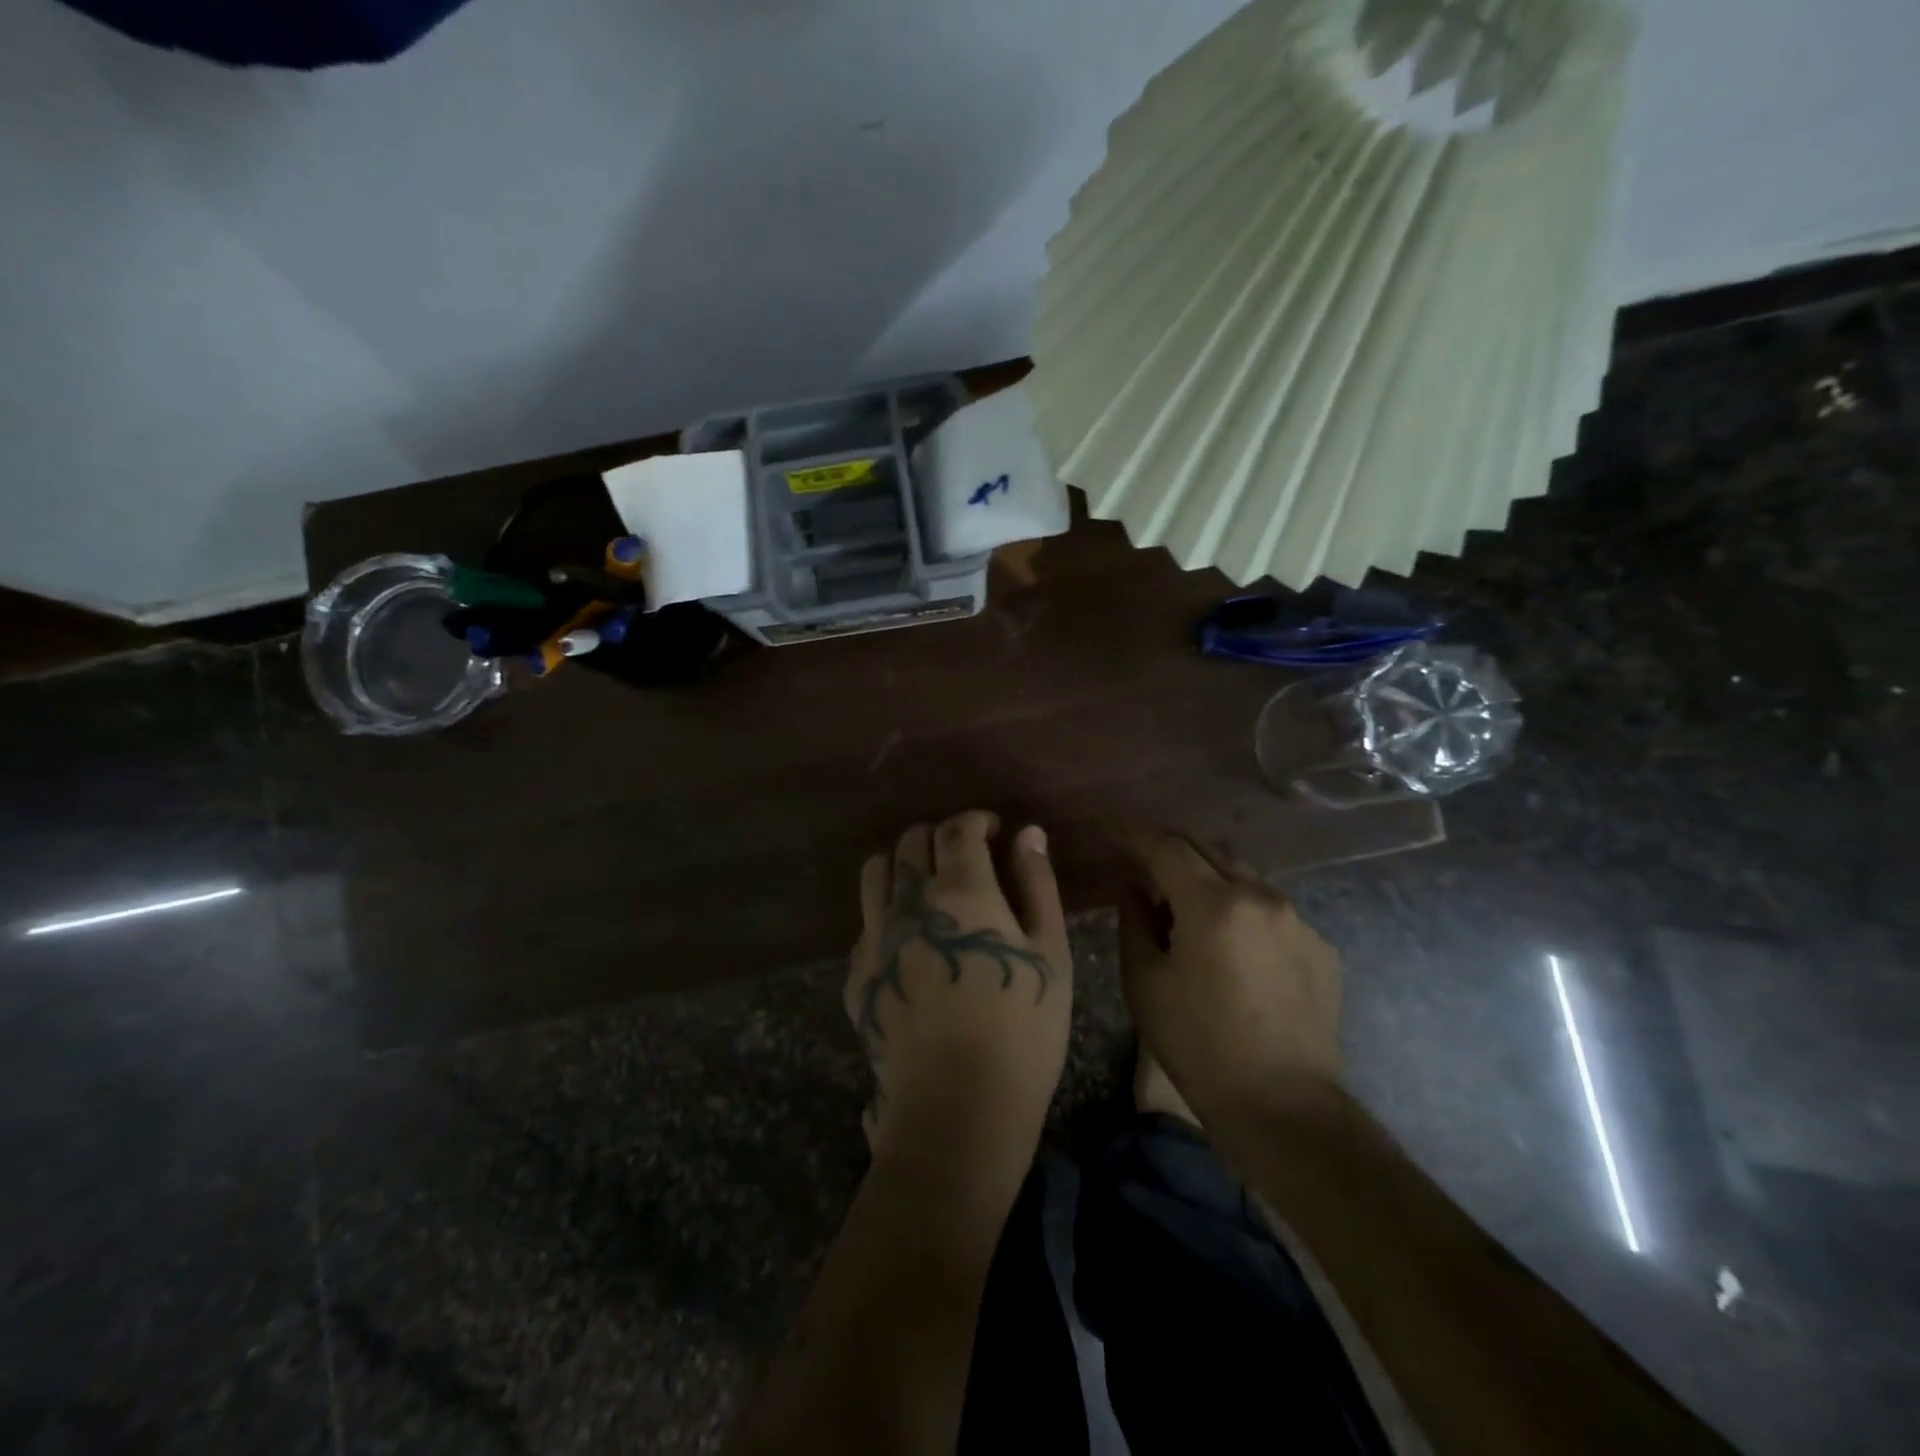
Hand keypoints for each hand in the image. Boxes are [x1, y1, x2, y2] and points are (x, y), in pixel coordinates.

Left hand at [846, 812, 1071, 1202]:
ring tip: (925, 885)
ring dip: (901, 863)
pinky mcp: (857, 973)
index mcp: (960, 890)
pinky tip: (906, 939)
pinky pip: (864, 921)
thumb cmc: (1022, 1027)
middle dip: (938, 837)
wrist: (958, 1106)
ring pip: (875, 872)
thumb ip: (1037, 884)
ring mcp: (875, 937)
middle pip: (911, 842)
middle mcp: (908, 902)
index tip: (992, 831)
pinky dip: (884, 911)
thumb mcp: (1049, 952)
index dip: (976, 820)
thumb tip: (1027, 833)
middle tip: (963, 856)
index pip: (958, 829)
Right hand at [1119, 830, 1342, 1121]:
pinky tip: (1235, 949)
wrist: (1283, 1106)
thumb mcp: (1146, 983)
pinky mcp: (1322, 948)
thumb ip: (1134, 921)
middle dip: (1172, 848)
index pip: (1166, 848)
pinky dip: (1245, 913)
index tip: (1113, 834)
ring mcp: (1298, 921)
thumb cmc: (1198, 1045)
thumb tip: (1131, 886)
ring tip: (1189, 908)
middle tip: (1145, 862)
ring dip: (1211, 879)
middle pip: (1209, 849)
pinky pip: (1274, 912)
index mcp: (1213, 904)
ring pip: (1245, 877)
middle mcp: (1261, 897)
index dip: (1135, 836)